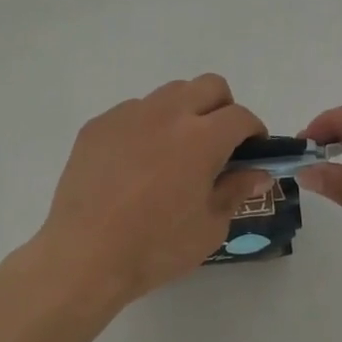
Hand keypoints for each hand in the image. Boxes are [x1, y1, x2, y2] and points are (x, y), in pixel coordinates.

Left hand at [32, 75, 271, 307]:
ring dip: (184, 112)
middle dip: (223, 107)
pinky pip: (134, 111)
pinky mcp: (99, 124)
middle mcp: (168, 113)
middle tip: (218, 143)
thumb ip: (236, 191)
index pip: (240, 115)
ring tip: (175, 152)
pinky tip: (136, 164)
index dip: (254, 131)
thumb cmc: (155, 247)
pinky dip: (146, 127)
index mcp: (201, 137)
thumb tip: (258, 172)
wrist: (83, 256)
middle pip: (209, 85)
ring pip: (170, 93)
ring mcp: (129, 114)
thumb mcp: (209, 228)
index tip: (252, 151)